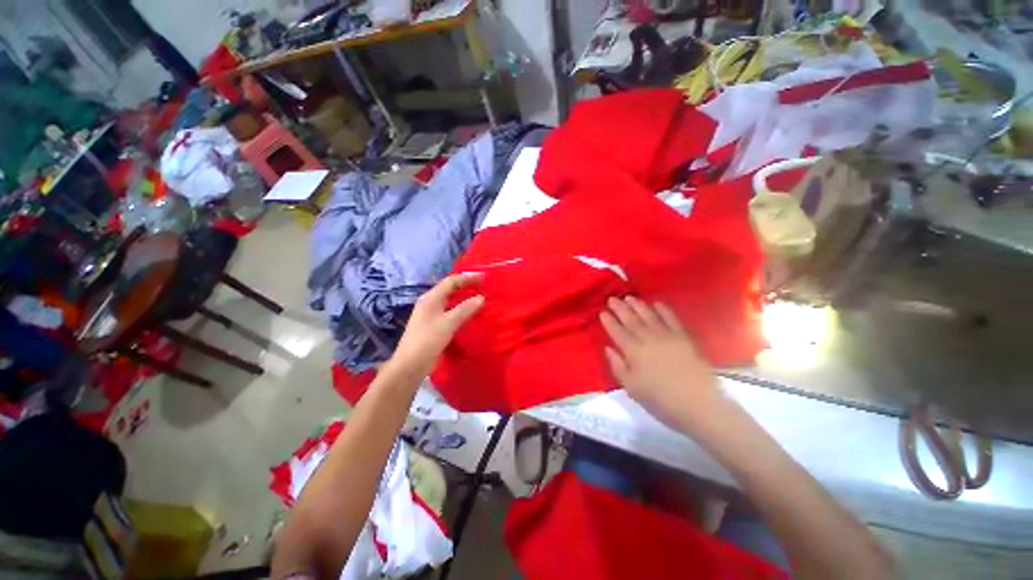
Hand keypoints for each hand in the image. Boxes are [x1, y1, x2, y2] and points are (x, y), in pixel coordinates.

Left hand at [389, 273, 484, 379]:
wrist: (410, 365)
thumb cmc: (428, 340)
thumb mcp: (449, 323)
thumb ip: (465, 309)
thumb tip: (481, 298)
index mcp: (431, 298)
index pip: (451, 281)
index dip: (468, 278)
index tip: (484, 277)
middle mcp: (430, 303)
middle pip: (450, 289)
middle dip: (467, 286)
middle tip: (484, 286)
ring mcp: (431, 315)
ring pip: (450, 301)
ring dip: (464, 298)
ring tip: (480, 298)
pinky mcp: (434, 326)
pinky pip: (450, 312)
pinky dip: (461, 310)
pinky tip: (470, 314)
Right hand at [600, 296, 721, 429]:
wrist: (699, 404)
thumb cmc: (660, 400)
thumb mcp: (631, 387)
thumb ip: (617, 366)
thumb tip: (608, 348)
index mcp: (633, 351)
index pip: (617, 332)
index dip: (609, 321)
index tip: (602, 312)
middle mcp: (648, 339)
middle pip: (631, 320)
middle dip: (620, 308)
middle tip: (612, 298)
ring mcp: (667, 336)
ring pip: (649, 316)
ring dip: (638, 305)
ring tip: (629, 297)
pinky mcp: (684, 337)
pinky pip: (671, 319)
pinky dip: (663, 310)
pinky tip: (657, 303)